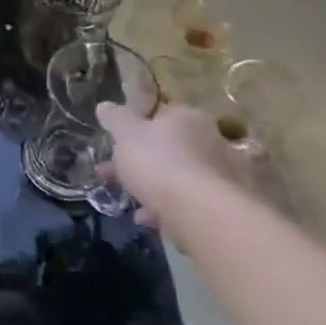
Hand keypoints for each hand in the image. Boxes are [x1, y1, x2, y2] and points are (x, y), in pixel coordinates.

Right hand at [97, 101, 248, 226]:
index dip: (135, 124)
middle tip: (111, 172)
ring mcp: (220, 173)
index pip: (160, 112)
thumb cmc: (159, 162)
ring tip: (127, 200)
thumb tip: (105, 106)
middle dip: (137, 160)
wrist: (201, 212)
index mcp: (188, 118)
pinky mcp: (221, 204)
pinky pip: (186, 200)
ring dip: (150, 186)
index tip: (115, 140)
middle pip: (167, 146)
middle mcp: (210, 140)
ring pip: (176, 175)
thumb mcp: (125, 134)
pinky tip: (146, 218)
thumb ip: (115, 119)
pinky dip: (165, 207)